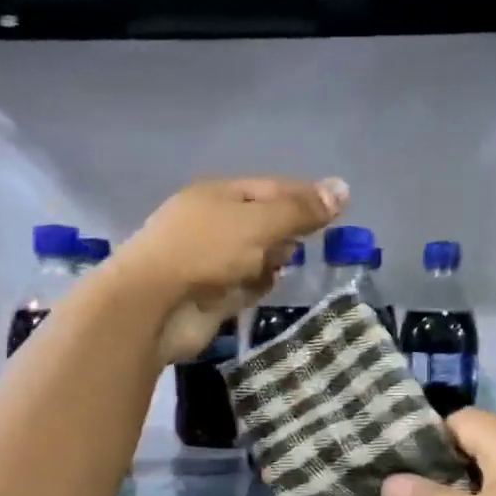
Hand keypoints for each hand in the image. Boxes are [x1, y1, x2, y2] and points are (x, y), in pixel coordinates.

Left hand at [111, 176, 345, 362]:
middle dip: (287, 233)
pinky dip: (257, 286)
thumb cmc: (204, 251)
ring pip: (258, 256)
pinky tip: (263, 289)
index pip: (272, 188)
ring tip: (280, 268)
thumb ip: (300, 210)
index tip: (338, 209)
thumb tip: (343, 189)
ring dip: (273, 262)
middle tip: (307, 243)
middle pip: (265, 223)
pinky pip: (246, 285)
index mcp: (219, 195)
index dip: (305, 196)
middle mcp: (214, 224)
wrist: (152, 306)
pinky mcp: (211, 295)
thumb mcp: (258, 223)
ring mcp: (211, 261)